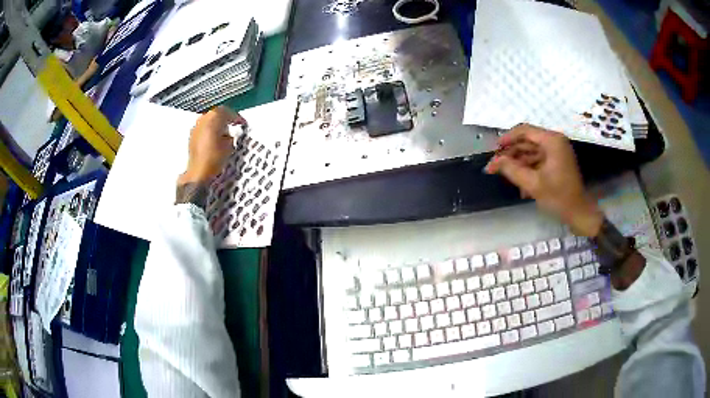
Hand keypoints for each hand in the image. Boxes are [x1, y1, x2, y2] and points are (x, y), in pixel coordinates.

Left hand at [177, 106, 246, 185]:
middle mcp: (203, 118)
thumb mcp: (229, 146)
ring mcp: (196, 126)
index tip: (243, 124)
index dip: (237, 117)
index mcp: (213, 117)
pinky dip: (210, 129)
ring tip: (224, 132)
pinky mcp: (192, 135)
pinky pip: (203, 127)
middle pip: (217, 113)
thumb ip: (231, 136)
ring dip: (217, 123)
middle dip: (226, 118)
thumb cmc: (215, 157)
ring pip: (209, 119)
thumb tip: (230, 134)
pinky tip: (214, 138)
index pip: (227, 112)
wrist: (198, 172)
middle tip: (234, 125)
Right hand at [485, 124, 603, 236]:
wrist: (579, 213)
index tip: (494, 150)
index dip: (507, 139)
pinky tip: (520, 185)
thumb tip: (493, 162)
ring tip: (505, 176)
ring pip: (531, 152)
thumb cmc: (558, 197)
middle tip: (495, 166)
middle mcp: (555, 141)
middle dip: (511, 154)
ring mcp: (557, 152)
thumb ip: (511, 170)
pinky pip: (538, 160)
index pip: (525, 131)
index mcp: (552, 141)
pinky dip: (528, 169)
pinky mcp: (557, 162)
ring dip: (518, 163)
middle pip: (527, 141)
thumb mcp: (533, 184)